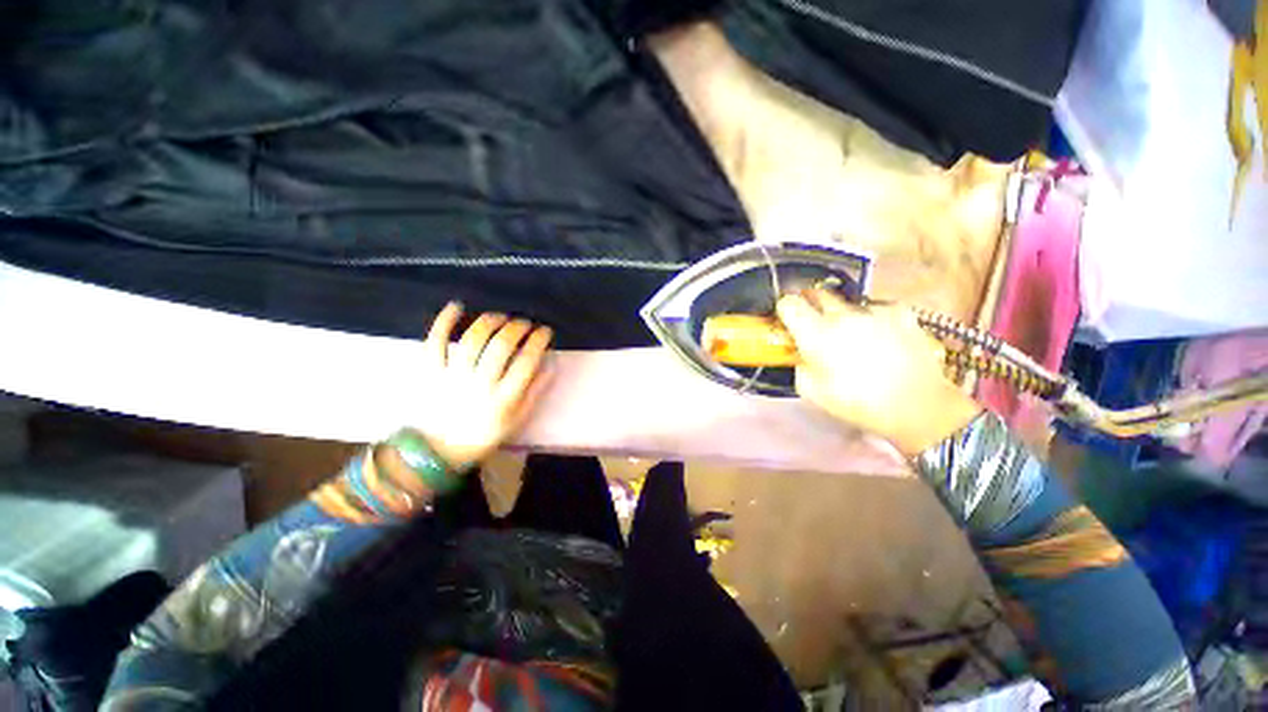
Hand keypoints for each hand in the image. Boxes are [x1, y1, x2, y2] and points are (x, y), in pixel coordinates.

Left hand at [409, 302, 553, 470]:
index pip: (526, 362)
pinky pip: (435, 342)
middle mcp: (480, 384)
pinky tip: (457, 306)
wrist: (440, 450)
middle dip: (517, 328)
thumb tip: (551, 363)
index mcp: (504, 398)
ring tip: (501, 317)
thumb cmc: (486, 433)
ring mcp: (452, 376)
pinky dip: (444, 321)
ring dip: (490, 322)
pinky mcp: (430, 371)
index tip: (545, 331)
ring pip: (472, 340)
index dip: (538, 341)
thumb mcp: (518, 418)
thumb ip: (536, 391)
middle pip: (501, 346)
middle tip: (525, 323)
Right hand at [776, 290, 982, 456]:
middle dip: (810, 304)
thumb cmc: (858, 403)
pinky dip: (871, 318)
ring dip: (841, 314)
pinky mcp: (900, 312)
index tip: (786, 318)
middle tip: (812, 321)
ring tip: (852, 335)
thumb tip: (800, 354)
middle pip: (817, 294)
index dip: (784, 309)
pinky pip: (875, 308)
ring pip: (847, 303)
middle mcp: (842, 315)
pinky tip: (879, 335)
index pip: (789, 304)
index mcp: (817, 334)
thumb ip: (799, 366)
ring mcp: (873, 311)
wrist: (917, 406)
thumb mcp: (813, 392)